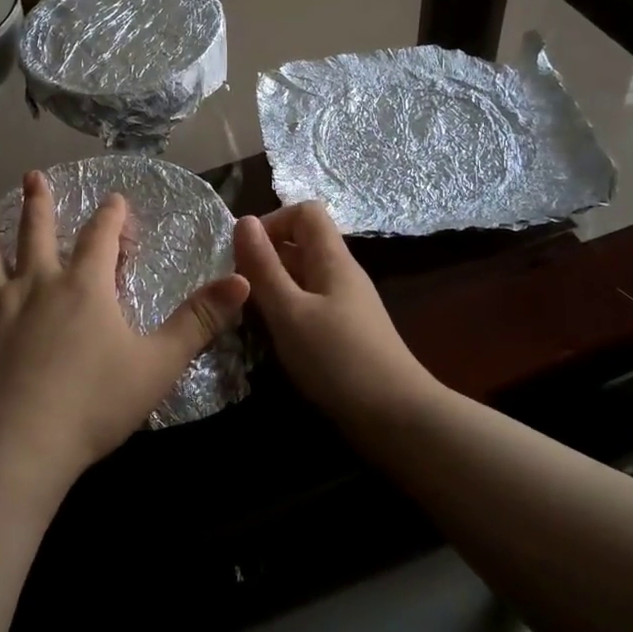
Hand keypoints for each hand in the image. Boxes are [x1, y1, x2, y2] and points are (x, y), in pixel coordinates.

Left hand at [0, 171, 250, 499]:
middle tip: (33, 176)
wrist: (16, 448)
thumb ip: (199, 321)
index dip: (111, 215)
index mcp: (84, 286)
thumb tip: (242, 281)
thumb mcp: (158, 364)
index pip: (101, 236)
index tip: (114, 199)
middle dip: (39, 201)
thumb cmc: (92, 405)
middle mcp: (36, 282)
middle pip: (36, 231)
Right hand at [234, 203, 434, 420]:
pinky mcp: (343, 334)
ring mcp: (344, 305)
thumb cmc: (338, 360)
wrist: (397, 419)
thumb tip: (243, 220)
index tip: (243, 254)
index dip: (272, 222)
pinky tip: (270, 338)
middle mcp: (340, 274)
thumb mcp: (290, 312)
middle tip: (235, 290)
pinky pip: (308, 307)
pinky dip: (285, 314)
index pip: (304, 212)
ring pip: (301, 278)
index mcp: (332, 259)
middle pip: (301, 244)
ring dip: (271, 289)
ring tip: (244, 315)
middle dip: (264, 258)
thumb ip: (264, 267)